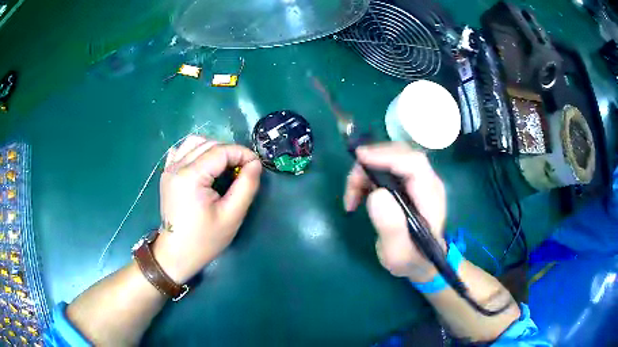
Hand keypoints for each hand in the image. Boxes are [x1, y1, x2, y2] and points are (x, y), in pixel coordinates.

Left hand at [152, 136, 261, 282]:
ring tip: (224, 165)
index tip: (256, 166)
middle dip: (231, 151)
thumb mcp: (232, 216)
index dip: (243, 154)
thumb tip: (255, 163)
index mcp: (191, 176)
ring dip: (213, 148)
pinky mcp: (166, 174)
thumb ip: (247, 186)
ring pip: (194, 142)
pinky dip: (196, 150)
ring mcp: (169, 169)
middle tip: (243, 169)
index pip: (221, 151)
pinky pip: (182, 150)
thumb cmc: (205, 239)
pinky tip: (204, 164)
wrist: (176, 254)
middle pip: (209, 143)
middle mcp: (177, 166)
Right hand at [344, 143, 446, 282]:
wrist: (421, 262)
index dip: (387, 156)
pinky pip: (386, 168)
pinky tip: (358, 196)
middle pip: (400, 155)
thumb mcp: (399, 254)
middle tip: (351, 186)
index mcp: (430, 198)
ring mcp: (419, 181)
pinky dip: (368, 177)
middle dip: (372, 162)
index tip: (361, 159)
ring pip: (391, 159)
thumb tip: (376, 195)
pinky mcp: (408, 183)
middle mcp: (428, 183)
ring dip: (366, 172)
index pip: (414, 164)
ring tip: (352, 198)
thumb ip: (391, 229)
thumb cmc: (411, 260)